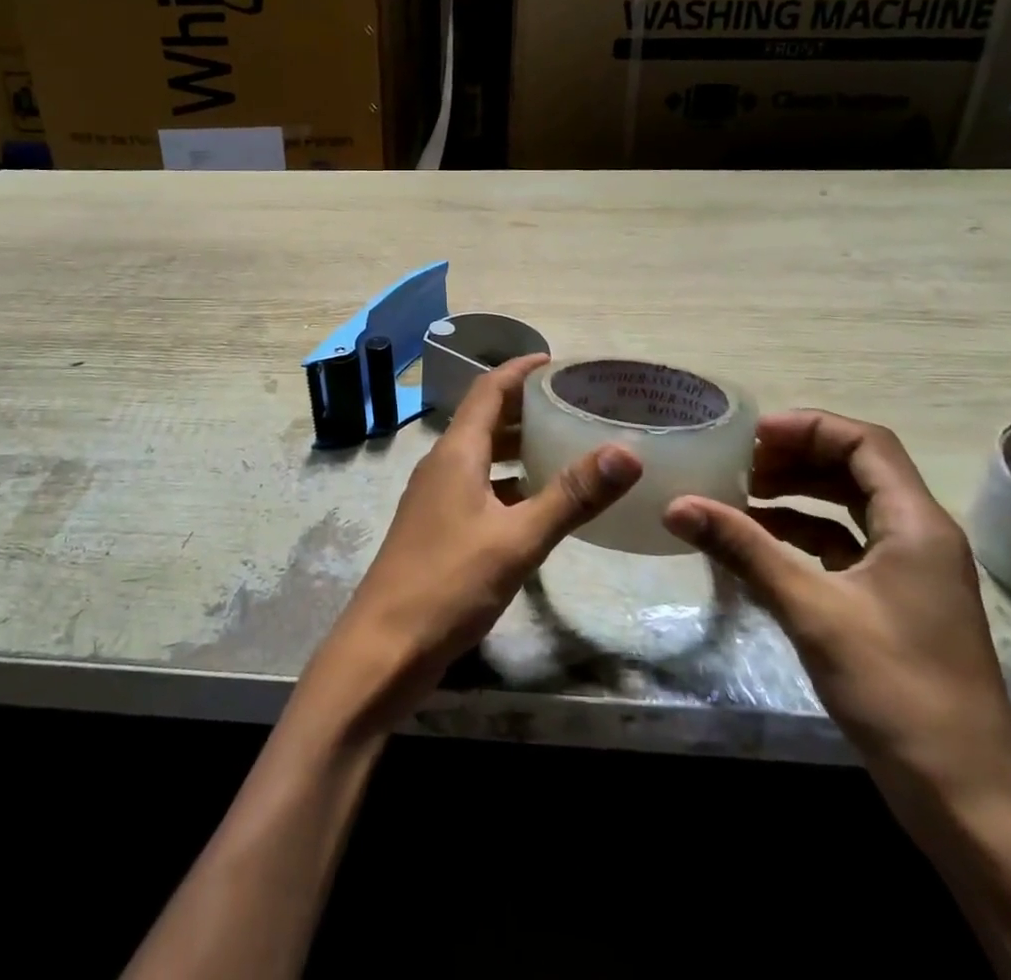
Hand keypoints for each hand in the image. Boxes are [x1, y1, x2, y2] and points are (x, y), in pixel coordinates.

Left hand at [309, 354, 641, 728]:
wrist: (384, 647)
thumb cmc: (448, 584)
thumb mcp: (517, 540)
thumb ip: (570, 496)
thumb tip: (626, 451)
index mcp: (456, 453)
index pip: (489, 390)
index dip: (521, 369)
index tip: (559, 362)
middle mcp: (443, 465)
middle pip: (485, 419)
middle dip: (526, 406)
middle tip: (576, 405)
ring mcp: (436, 498)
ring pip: (482, 456)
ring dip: (518, 445)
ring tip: (566, 446)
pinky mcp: (438, 528)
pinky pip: (479, 488)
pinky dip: (509, 483)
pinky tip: (538, 503)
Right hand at [663, 410, 1010, 813]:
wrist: (966, 799)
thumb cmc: (897, 689)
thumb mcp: (811, 610)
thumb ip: (743, 549)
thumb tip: (675, 504)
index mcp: (916, 523)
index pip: (865, 442)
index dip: (807, 428)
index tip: (750, 436)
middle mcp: (918, 536)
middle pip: (856, 469)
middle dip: (795, 457)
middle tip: (737, 463)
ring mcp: (909, 571)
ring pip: (848, 507)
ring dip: (797, 494)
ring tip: (739, 495)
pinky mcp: (895, 603)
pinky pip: (844, 545)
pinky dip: (802, 533)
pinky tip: (760, 542)